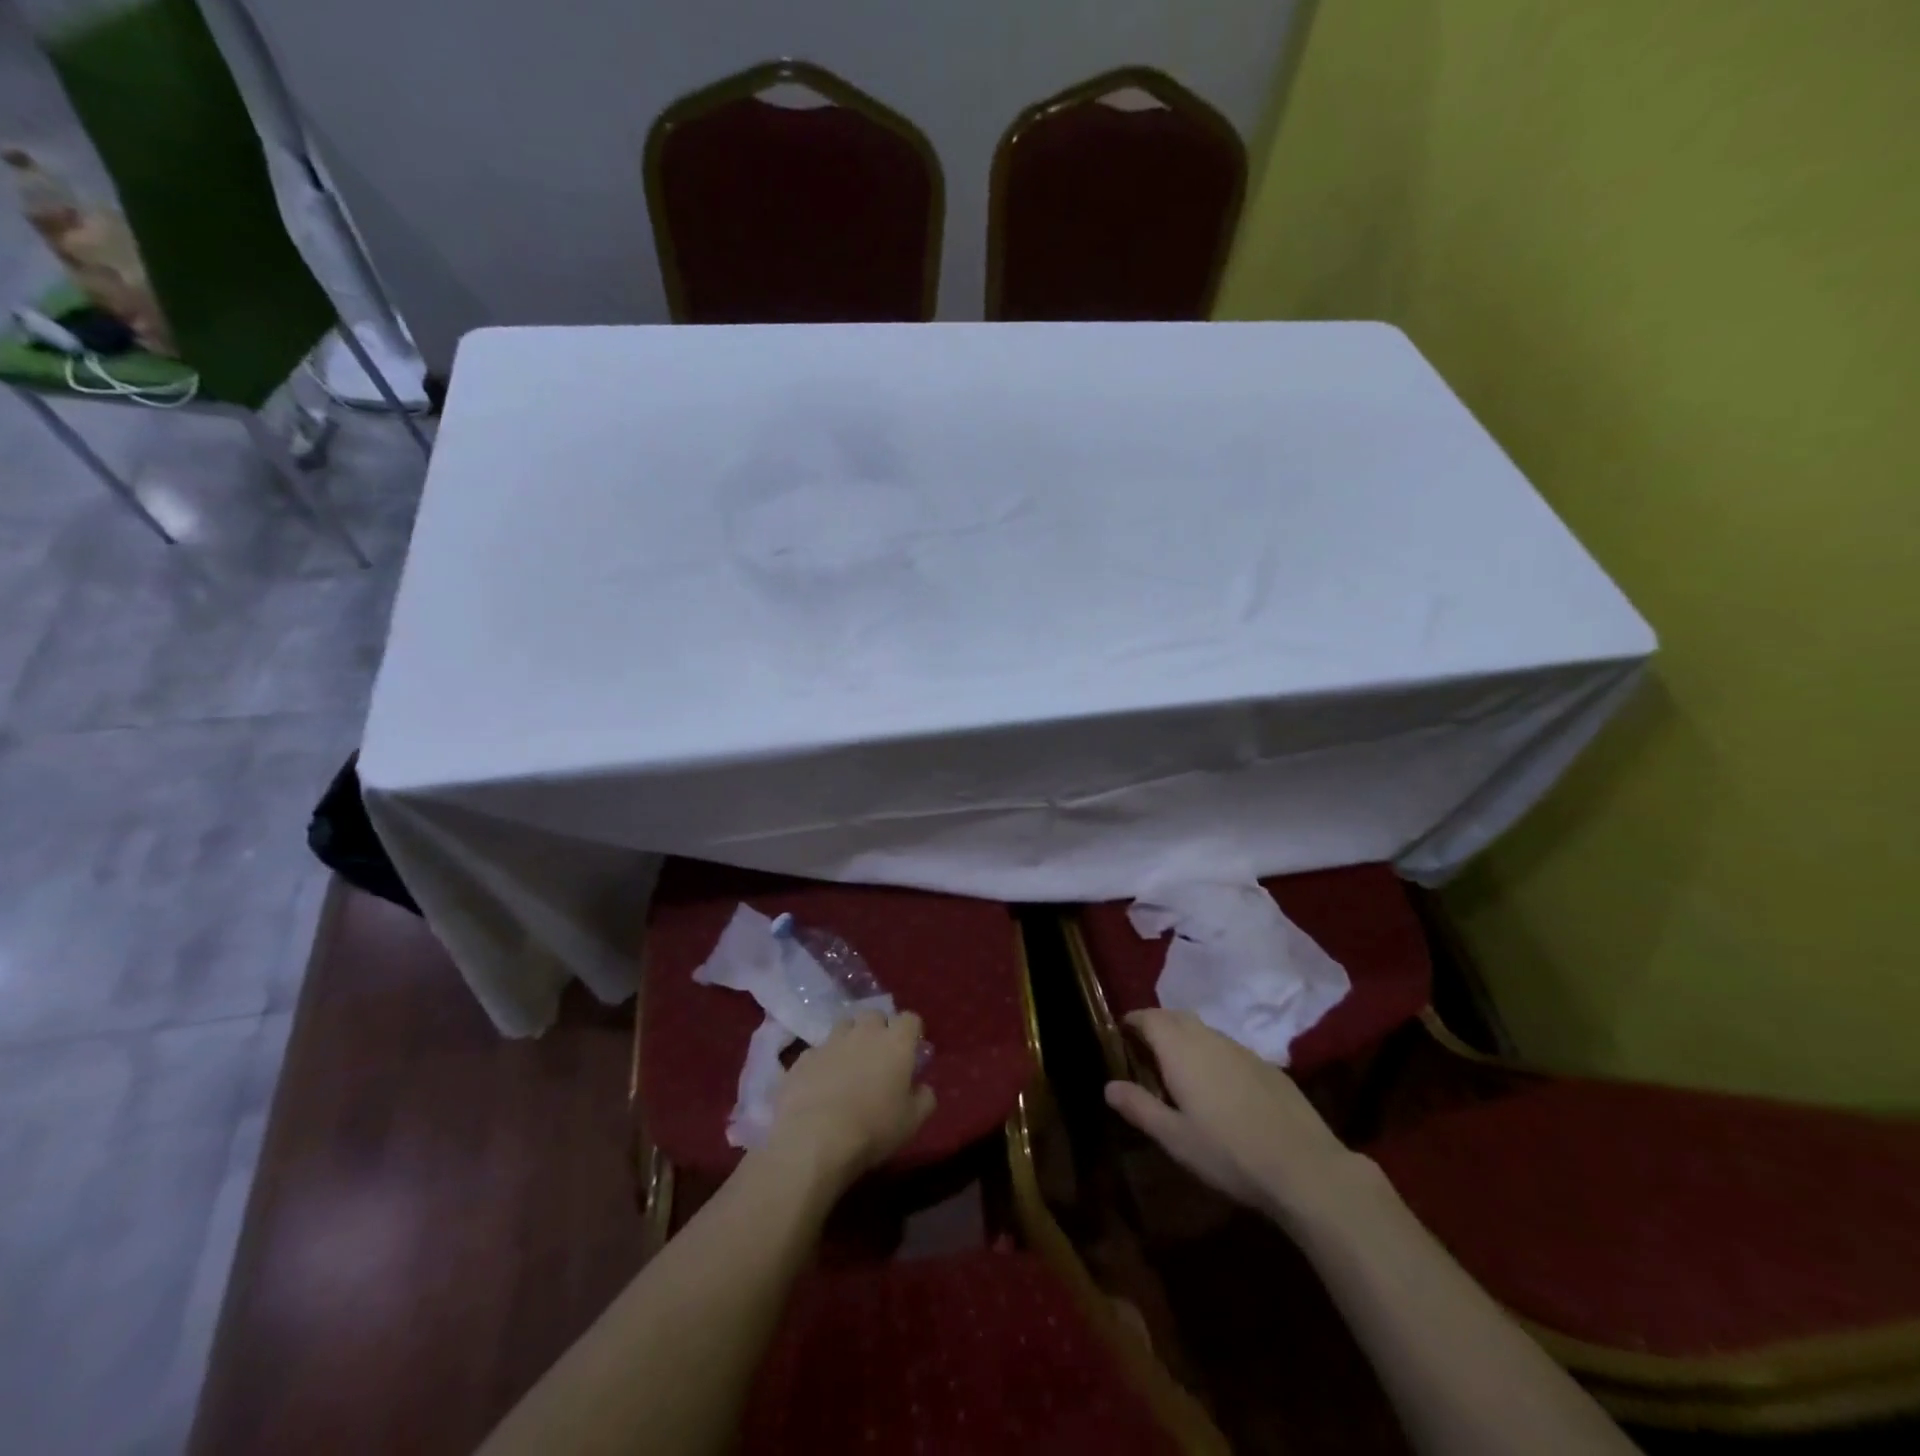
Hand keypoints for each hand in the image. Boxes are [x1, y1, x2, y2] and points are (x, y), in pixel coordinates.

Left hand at [769, 1011, 934, 1188]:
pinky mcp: (804, 1057)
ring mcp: (831, 1041)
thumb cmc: (873, 1128)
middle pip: (875, 1015)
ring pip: (844, 1026)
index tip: (911, 1049)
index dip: (911, 1032)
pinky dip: (823, 1062)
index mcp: (896, 1043)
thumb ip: (924, 1098)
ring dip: (850, 1039)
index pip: (910, 1019)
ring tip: (848, 1065)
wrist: (814, 1139)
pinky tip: (820, 1084)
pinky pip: (818, 1051)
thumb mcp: (912, 1122)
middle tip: (879, 1056)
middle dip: (879, 1029)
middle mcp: (864, 1032)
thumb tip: (922, 1087)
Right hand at [1105, 1009, 1356, 1221]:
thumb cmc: (1228, 1153)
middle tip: (1144, 1049)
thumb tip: (1108, 1086)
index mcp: (1180, 1049)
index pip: (1149, 1017)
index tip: (1120, 1033)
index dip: (1132, 1021)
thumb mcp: (1174, 1138)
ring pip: (1204, 1030)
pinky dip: (1212, 1054)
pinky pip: (1228, 1048)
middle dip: (1157, 1025)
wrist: (1304, 1167)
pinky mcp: (1267, 1065)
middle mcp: (1209, 1038)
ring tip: (1177, 1068)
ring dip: (1185, 1039)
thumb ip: (1139, 1107)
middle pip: (1176, 1017)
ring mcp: (1241, 1049)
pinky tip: (1218, 1087)